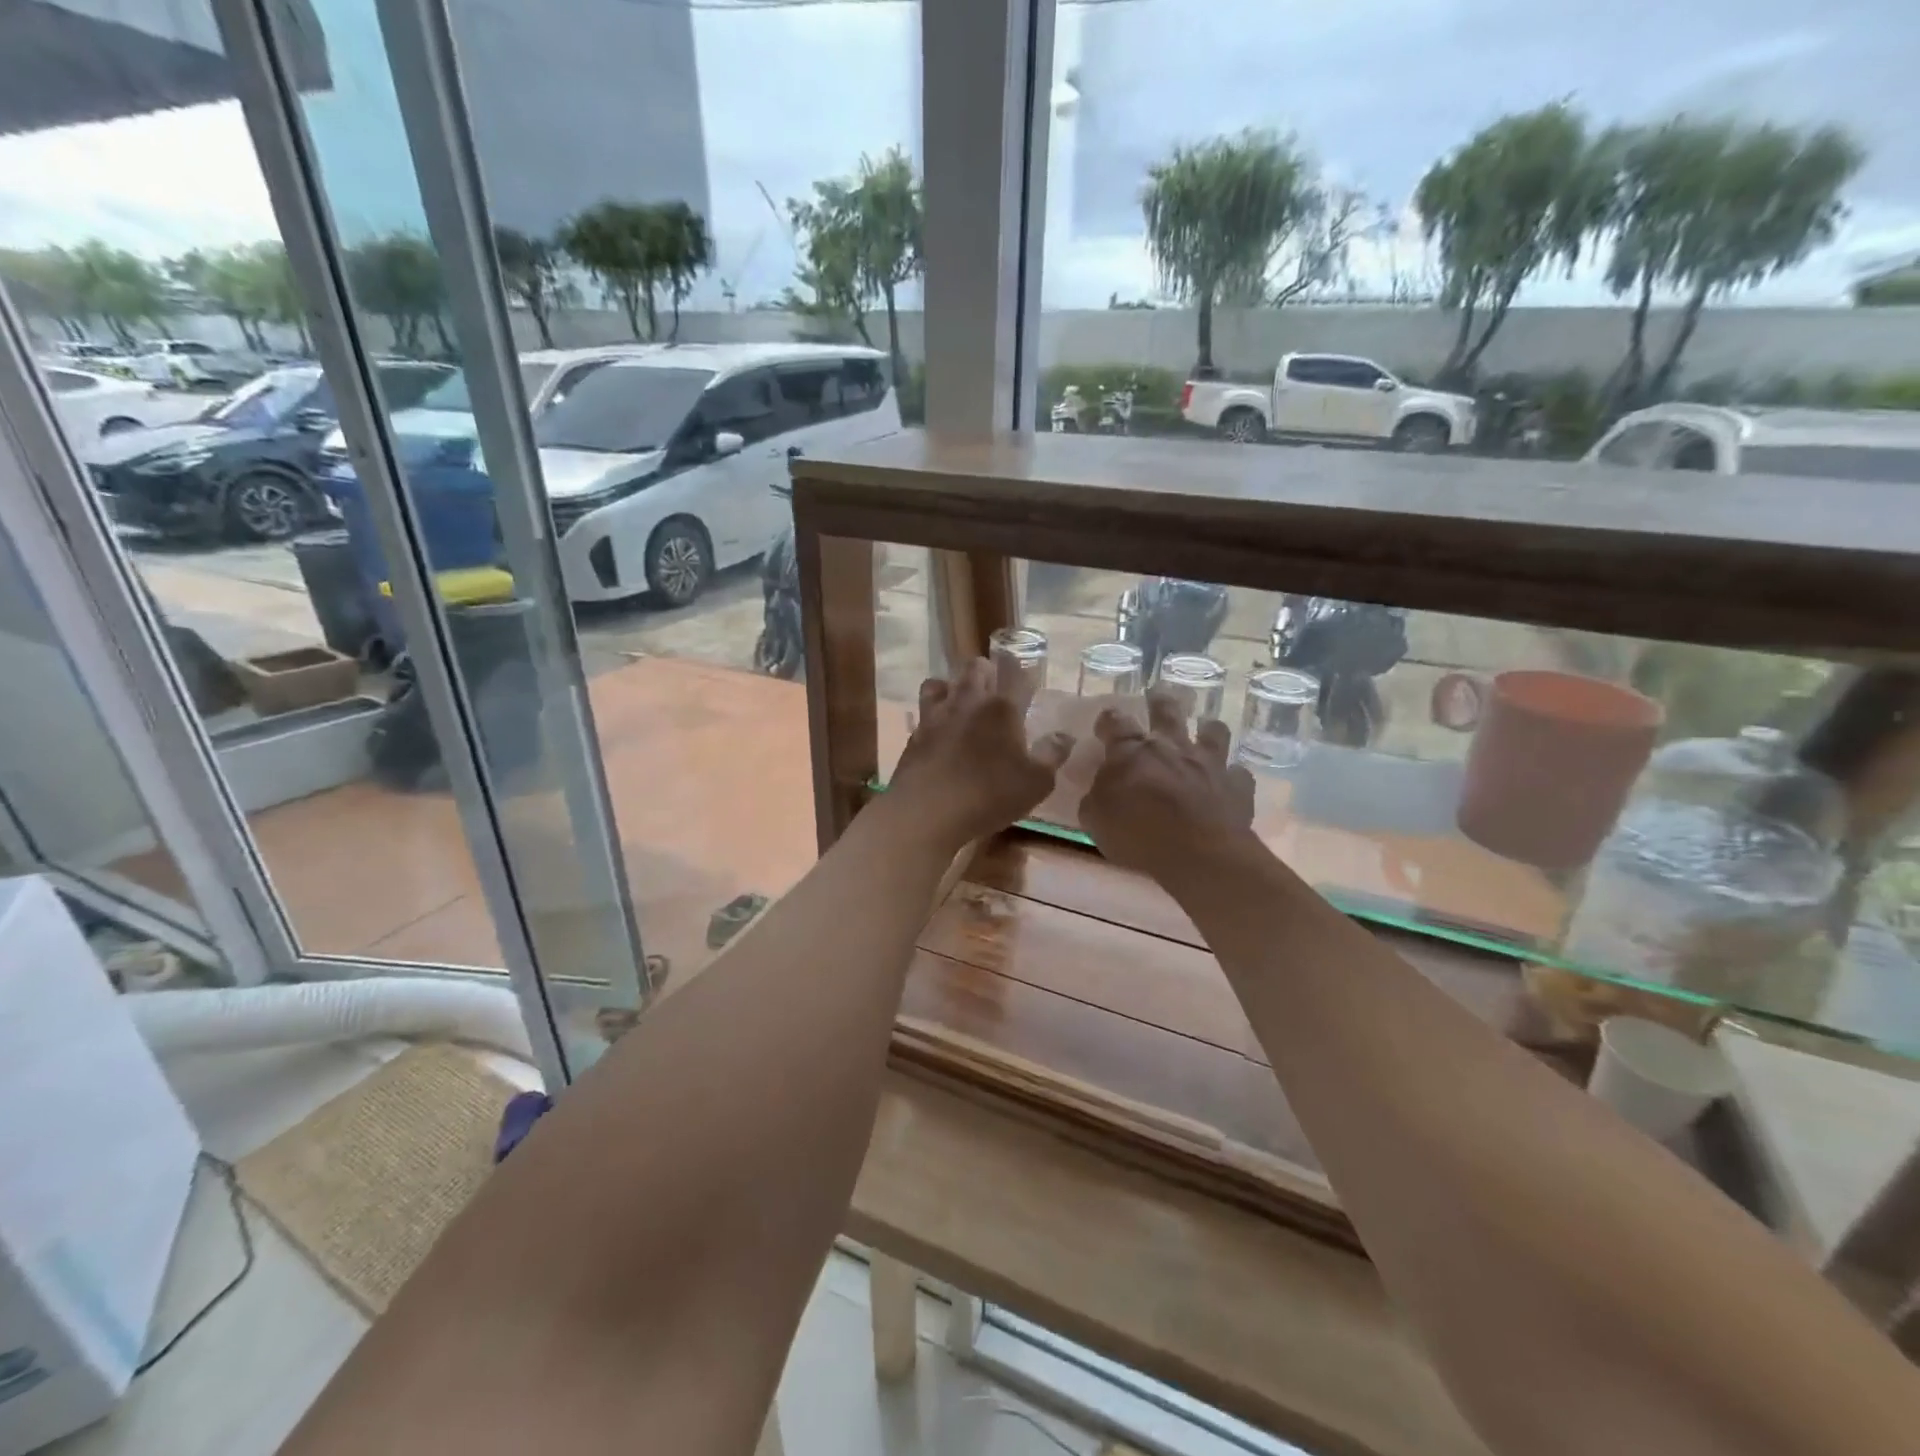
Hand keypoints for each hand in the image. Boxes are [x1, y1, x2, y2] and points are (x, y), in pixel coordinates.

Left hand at [885, 658, 1072, 851]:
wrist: (927, 810)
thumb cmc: (989, 795)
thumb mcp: (1035, 783)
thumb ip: (1052, 755)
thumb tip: (1064, 736)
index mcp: (1003, 708)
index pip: (1017, 674)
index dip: (1024, 673)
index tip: (1029, 683)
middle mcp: (969, 701)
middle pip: (976, 667)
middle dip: (987, 672)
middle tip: (995, 691)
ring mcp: (937, 714)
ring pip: (942, 682)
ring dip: (953, 686)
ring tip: (961, 705)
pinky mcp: (915, 733)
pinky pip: (924, 711)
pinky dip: (933, 714)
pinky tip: (939, 731)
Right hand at [1079, 689, 1256, 884]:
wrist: (1199, 853)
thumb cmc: (1139, 835)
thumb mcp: (1096, 820)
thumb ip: (1096, 798)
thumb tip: (1098, 790)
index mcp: (1132, 752)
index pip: (1115, 722)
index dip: (1108, 720)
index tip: (1105, 723)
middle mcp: (1171, 746)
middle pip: (1166, 710)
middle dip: (1160, 701)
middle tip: (1157, 695)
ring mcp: (1209, 762)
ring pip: (1213, 730)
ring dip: (1207, 728)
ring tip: (1205, 729)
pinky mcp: (1237, 784)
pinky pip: (1238, 772)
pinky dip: (1231, 775)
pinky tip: (1228, 781)